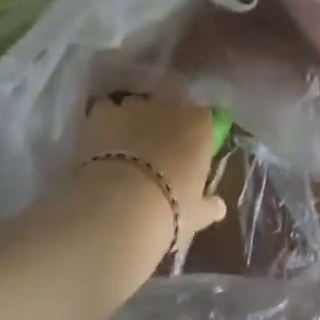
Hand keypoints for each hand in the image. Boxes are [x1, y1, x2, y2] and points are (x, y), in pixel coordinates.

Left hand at [69, 92, 227, 257]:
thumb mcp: (195, 215)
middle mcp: (170, 105)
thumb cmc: (171, 210)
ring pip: (136, 105)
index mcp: (199, 125)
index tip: (188, 151)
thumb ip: (208, 205)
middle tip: (156, 149)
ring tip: (125, 145)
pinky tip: (100, 140)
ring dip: (133, 119)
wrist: (123, 207)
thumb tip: (219, 206)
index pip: (202, 118)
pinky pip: (105, 110)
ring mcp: (135, 105)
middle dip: (163, 122)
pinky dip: (104, 121)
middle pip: (169, 106)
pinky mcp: (104, 113)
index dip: (194, 133)